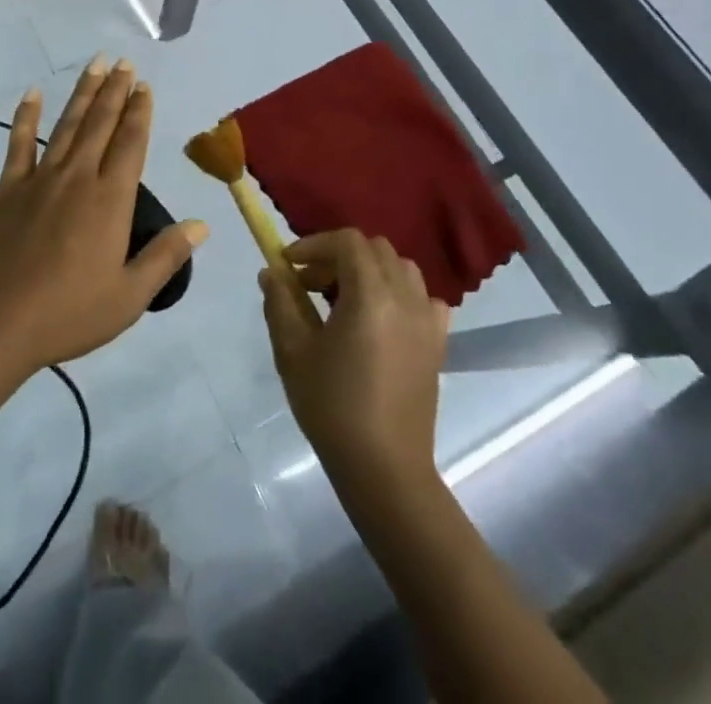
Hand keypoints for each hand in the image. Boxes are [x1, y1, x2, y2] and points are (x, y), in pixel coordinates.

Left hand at [0, 59, 208, 375]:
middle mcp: (78, 177)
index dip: (140, 112)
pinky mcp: (8, 188)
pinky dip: (26, 116)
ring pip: (68, 125)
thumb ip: (165, 256)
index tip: (144, 87)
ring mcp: (40, 179)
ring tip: (96, 65)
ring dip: (83, 93)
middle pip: (101, 124)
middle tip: (124, 63)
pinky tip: (33, 93)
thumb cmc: (68, 313)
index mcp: (110, 200)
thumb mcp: (129, 296)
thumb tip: (201, 225)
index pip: (131, 144)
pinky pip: (19, 143)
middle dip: (115, 91)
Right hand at [261, 231, 449, 487]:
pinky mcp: (438, 344)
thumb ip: (280, 303)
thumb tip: (272, 273)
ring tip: (343, 300)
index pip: (347, 241)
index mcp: (370, 295)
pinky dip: (400, 294)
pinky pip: (423, 299)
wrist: (384, 469)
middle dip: (338, 256)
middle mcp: (404, 297)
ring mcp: (426, 320)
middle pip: (374, 249)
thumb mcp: (293, 351)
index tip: (289, 265)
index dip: (314, 244)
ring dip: (369, 271)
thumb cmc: (333, 406)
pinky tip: (381, 319)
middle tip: (310, 284)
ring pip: (400, 269)